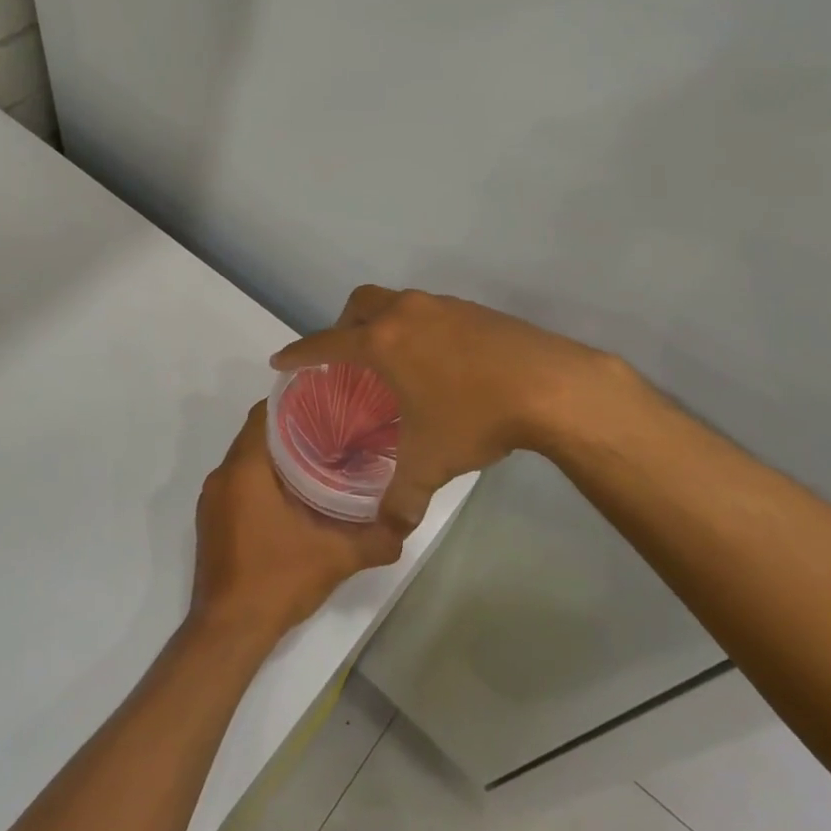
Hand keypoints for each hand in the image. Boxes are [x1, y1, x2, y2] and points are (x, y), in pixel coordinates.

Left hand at [191, 401, 406, 642]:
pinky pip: (238, 483)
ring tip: (320, 458)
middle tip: (333, 429)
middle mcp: (222, 476)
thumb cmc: (276, 579)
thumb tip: (408, 523)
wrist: (227, 632)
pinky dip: (262, 479)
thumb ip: (375, 538)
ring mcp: (212, 501)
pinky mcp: (211, 522)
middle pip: (257, 435)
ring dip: (277, 456)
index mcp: (244, 469)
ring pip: (247, 461)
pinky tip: (294, 495)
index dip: (294, 402)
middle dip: (292, 429)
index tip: (326, 401)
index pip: (265, 414)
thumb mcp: (335, 557)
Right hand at [270, 286, 627, 527]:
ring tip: (394, 362)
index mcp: (382, 343)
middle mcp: (406, 313)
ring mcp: (442, 306)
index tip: (281, 360)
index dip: (299, 352)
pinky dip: (419, 329)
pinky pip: (430, 311)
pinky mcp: (473, 309)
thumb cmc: (474, 417)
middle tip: (347, 358)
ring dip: (384, 323)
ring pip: (397, 302)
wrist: (549, 385)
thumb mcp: (430, 462)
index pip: (326, 342)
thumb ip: (401, 497)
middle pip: (360, 304)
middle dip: (343, 325)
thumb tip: (390, 528)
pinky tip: (439, 363)